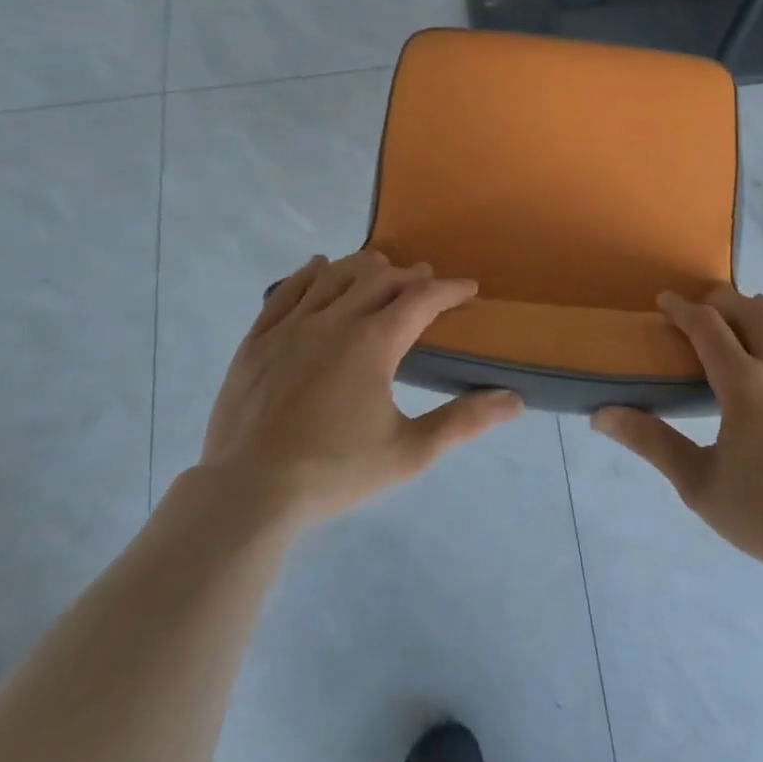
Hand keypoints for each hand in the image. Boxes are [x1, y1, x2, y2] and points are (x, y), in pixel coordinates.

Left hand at [200, 251, 522, 531]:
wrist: (248, 494)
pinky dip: (308, 275)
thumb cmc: (334, 472)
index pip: (421, 300)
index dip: (449, 289)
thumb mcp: (409, 453)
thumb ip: (463, 422)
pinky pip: (286, 292)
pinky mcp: (257, 341)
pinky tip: (319, 267)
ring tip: (381, 269)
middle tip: (427, 281)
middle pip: (378, 279)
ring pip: (333, 277)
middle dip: (409, 276)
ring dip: (363, 267)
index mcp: (372, 343)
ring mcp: (290, 327)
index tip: (469, 288)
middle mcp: (333, 321)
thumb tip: (514, 400)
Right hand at [593, 287, 762, 579]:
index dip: (682, 308)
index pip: (706, 327)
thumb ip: (651, 442)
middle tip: (706, 307)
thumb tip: (601, 416)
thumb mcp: (698, 483)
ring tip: (756, 312)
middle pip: (753, 311)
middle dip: (724, 300)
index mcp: (744, 383)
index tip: (666, 301)